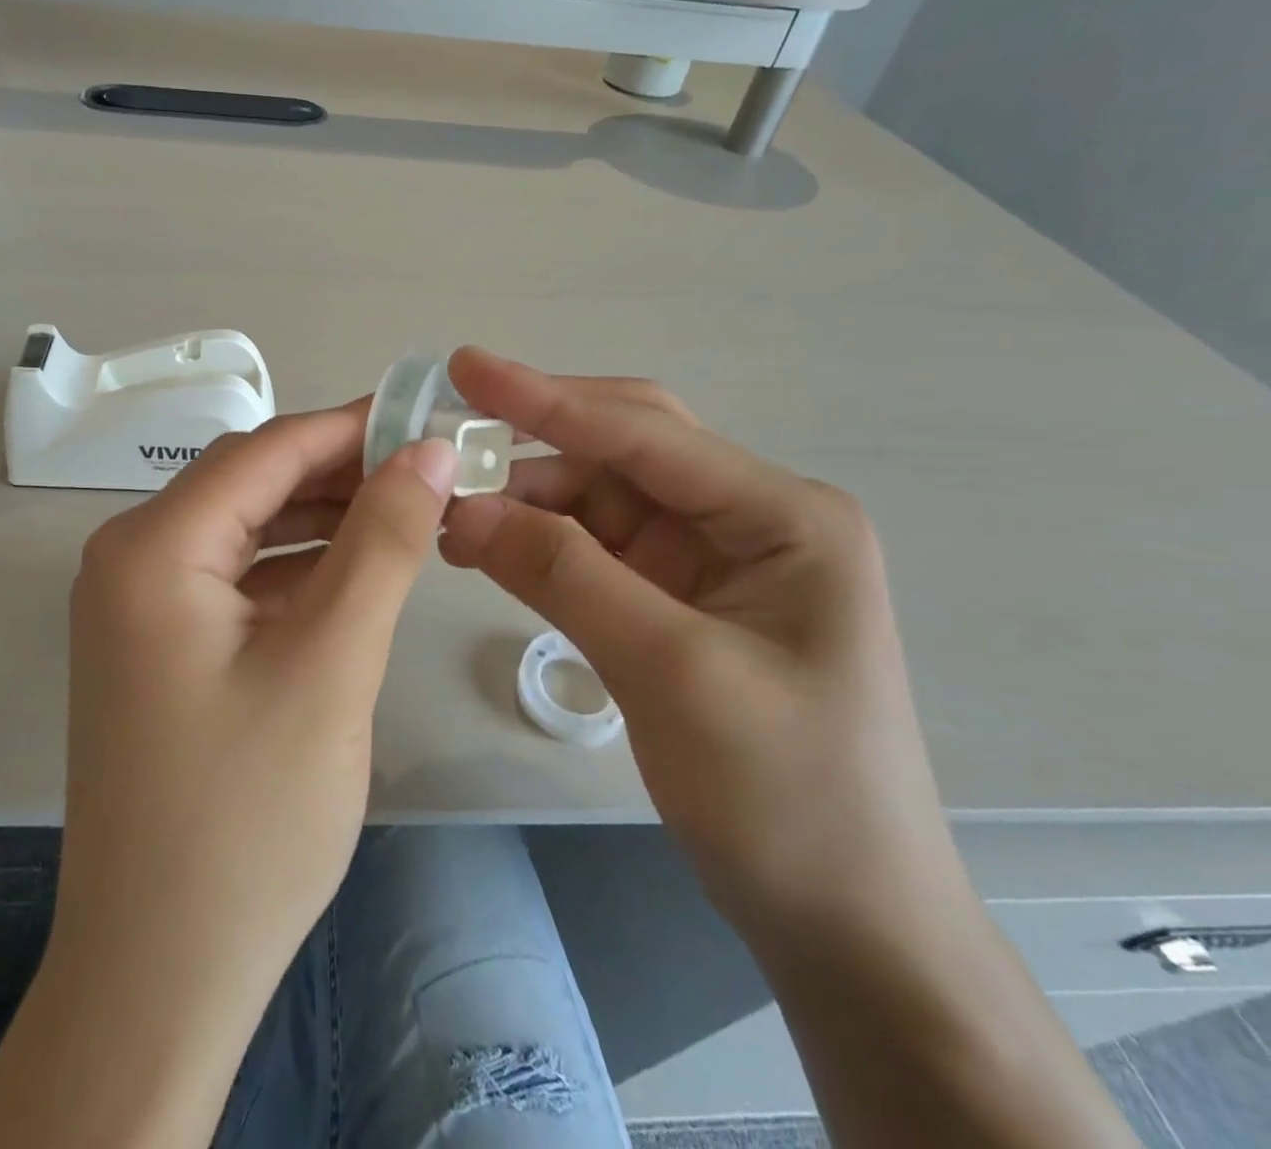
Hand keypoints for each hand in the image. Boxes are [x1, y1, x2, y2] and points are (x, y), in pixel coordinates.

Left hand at [53, 405, 457, 1038]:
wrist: (161, 972)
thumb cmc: (247, 816)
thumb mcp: (331, 662)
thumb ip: (382, 543)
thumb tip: (427, 452)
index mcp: (153, 547)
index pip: (266, 451)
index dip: (351, 426)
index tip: (428, 418)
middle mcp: (132, 559)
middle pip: (252, 483)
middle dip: (341, 471)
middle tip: (431, 471)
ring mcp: (141, 606)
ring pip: (248, 529)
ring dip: (324, 518)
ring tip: (409, 514)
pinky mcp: (162, 646)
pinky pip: (238, 579)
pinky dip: (299, 568)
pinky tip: (357, 572)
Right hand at [438, 347, 965, 947]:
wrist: (847, 924)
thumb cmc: (789, 794)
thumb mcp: (672, 672)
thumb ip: (565, 575)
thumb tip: (463, 507)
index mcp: (780, 515)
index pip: (644, 433)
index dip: (545, 397)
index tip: (462, 365)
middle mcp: (745, 521)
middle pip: (621, 453)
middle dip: (533, 441)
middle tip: (444, 439)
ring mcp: (707, 564)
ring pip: (596, 503)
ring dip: (523, 503)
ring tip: (447, 517)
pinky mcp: (674, 604)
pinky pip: (591, 553)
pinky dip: (535, 547)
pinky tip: (483, 550)